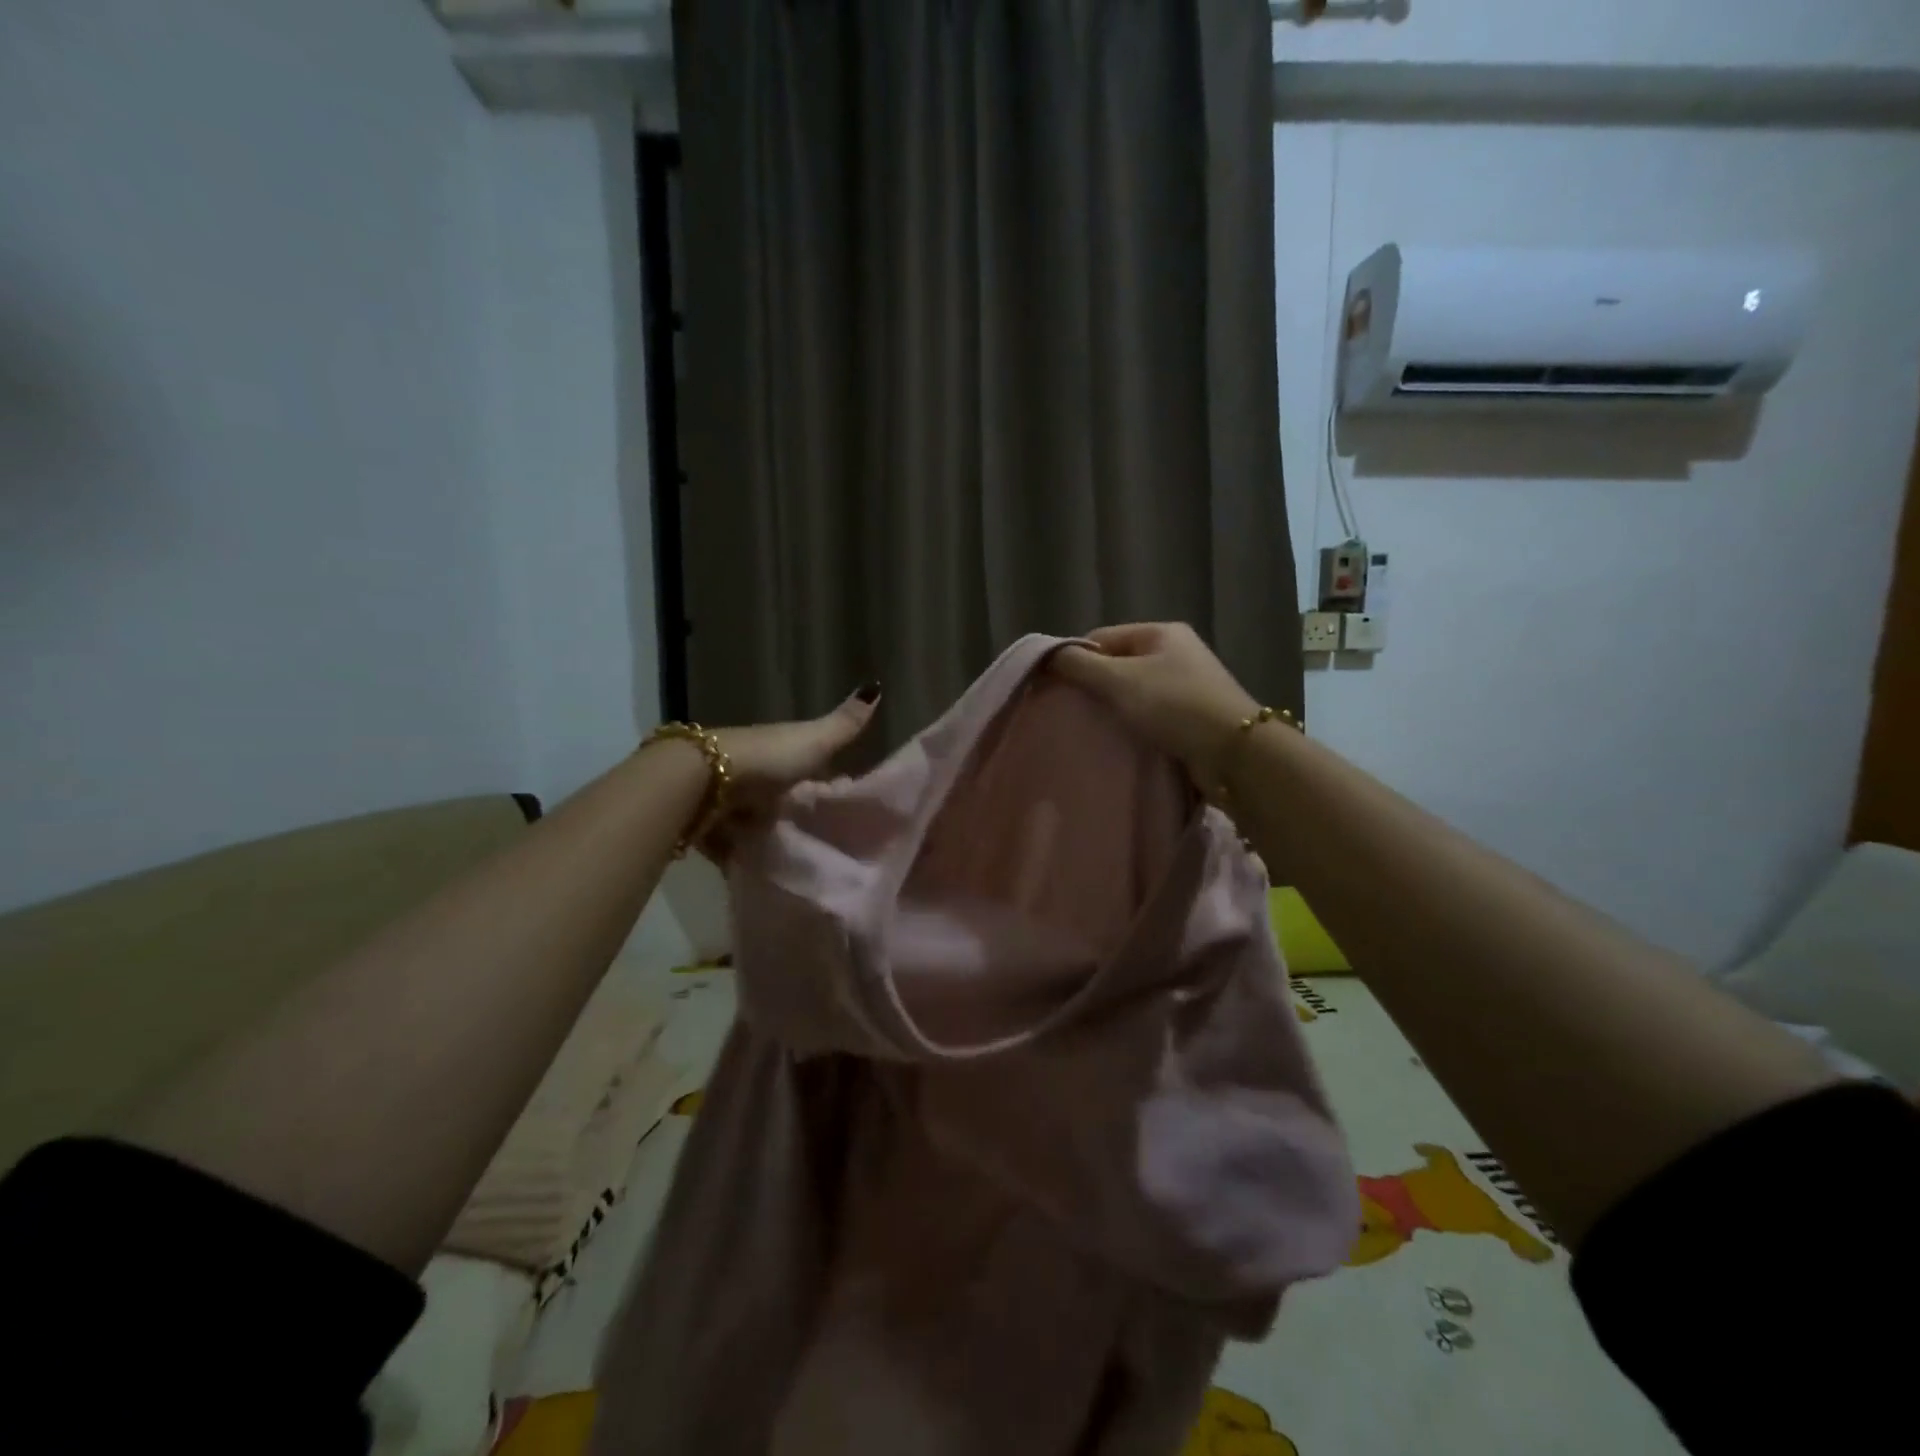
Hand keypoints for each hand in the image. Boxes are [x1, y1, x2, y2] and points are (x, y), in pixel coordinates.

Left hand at [701, 681, 880, 858]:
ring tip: (797, 863)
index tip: (846, 796)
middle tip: (825, 840)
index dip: (825, 775)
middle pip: (779, 794)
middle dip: (795, 810)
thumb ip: (844, 724)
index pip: (807, 763)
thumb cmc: (766, 759)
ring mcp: (729, 801)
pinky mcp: (709, 829)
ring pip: (754, 819)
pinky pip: (731, 846)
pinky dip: (742, 857)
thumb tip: (875, 684)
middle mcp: (753, 772)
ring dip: (768, 835)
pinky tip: (761, 874)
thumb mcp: (814, 741)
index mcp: (779, 751)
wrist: (703, 782)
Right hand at [1051, 624, 1259, 786]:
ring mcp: (1188, 684)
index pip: (1102, 637)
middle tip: (1072, 711)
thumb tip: (1047, 655)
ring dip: (1114, 708)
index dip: (1076, 658)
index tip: (1057, 688)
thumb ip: (1080, 665)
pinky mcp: (1193, 716)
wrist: (1235, 752)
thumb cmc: (1174, 705)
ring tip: (1093, 728)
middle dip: (1094, 686)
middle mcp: (1177, 652)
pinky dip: (1134, 724)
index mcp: (1161, 632)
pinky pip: (1151, 714)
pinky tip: (1121, 739)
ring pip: (1134, 691)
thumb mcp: (1119, 680)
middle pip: (1118, 664)